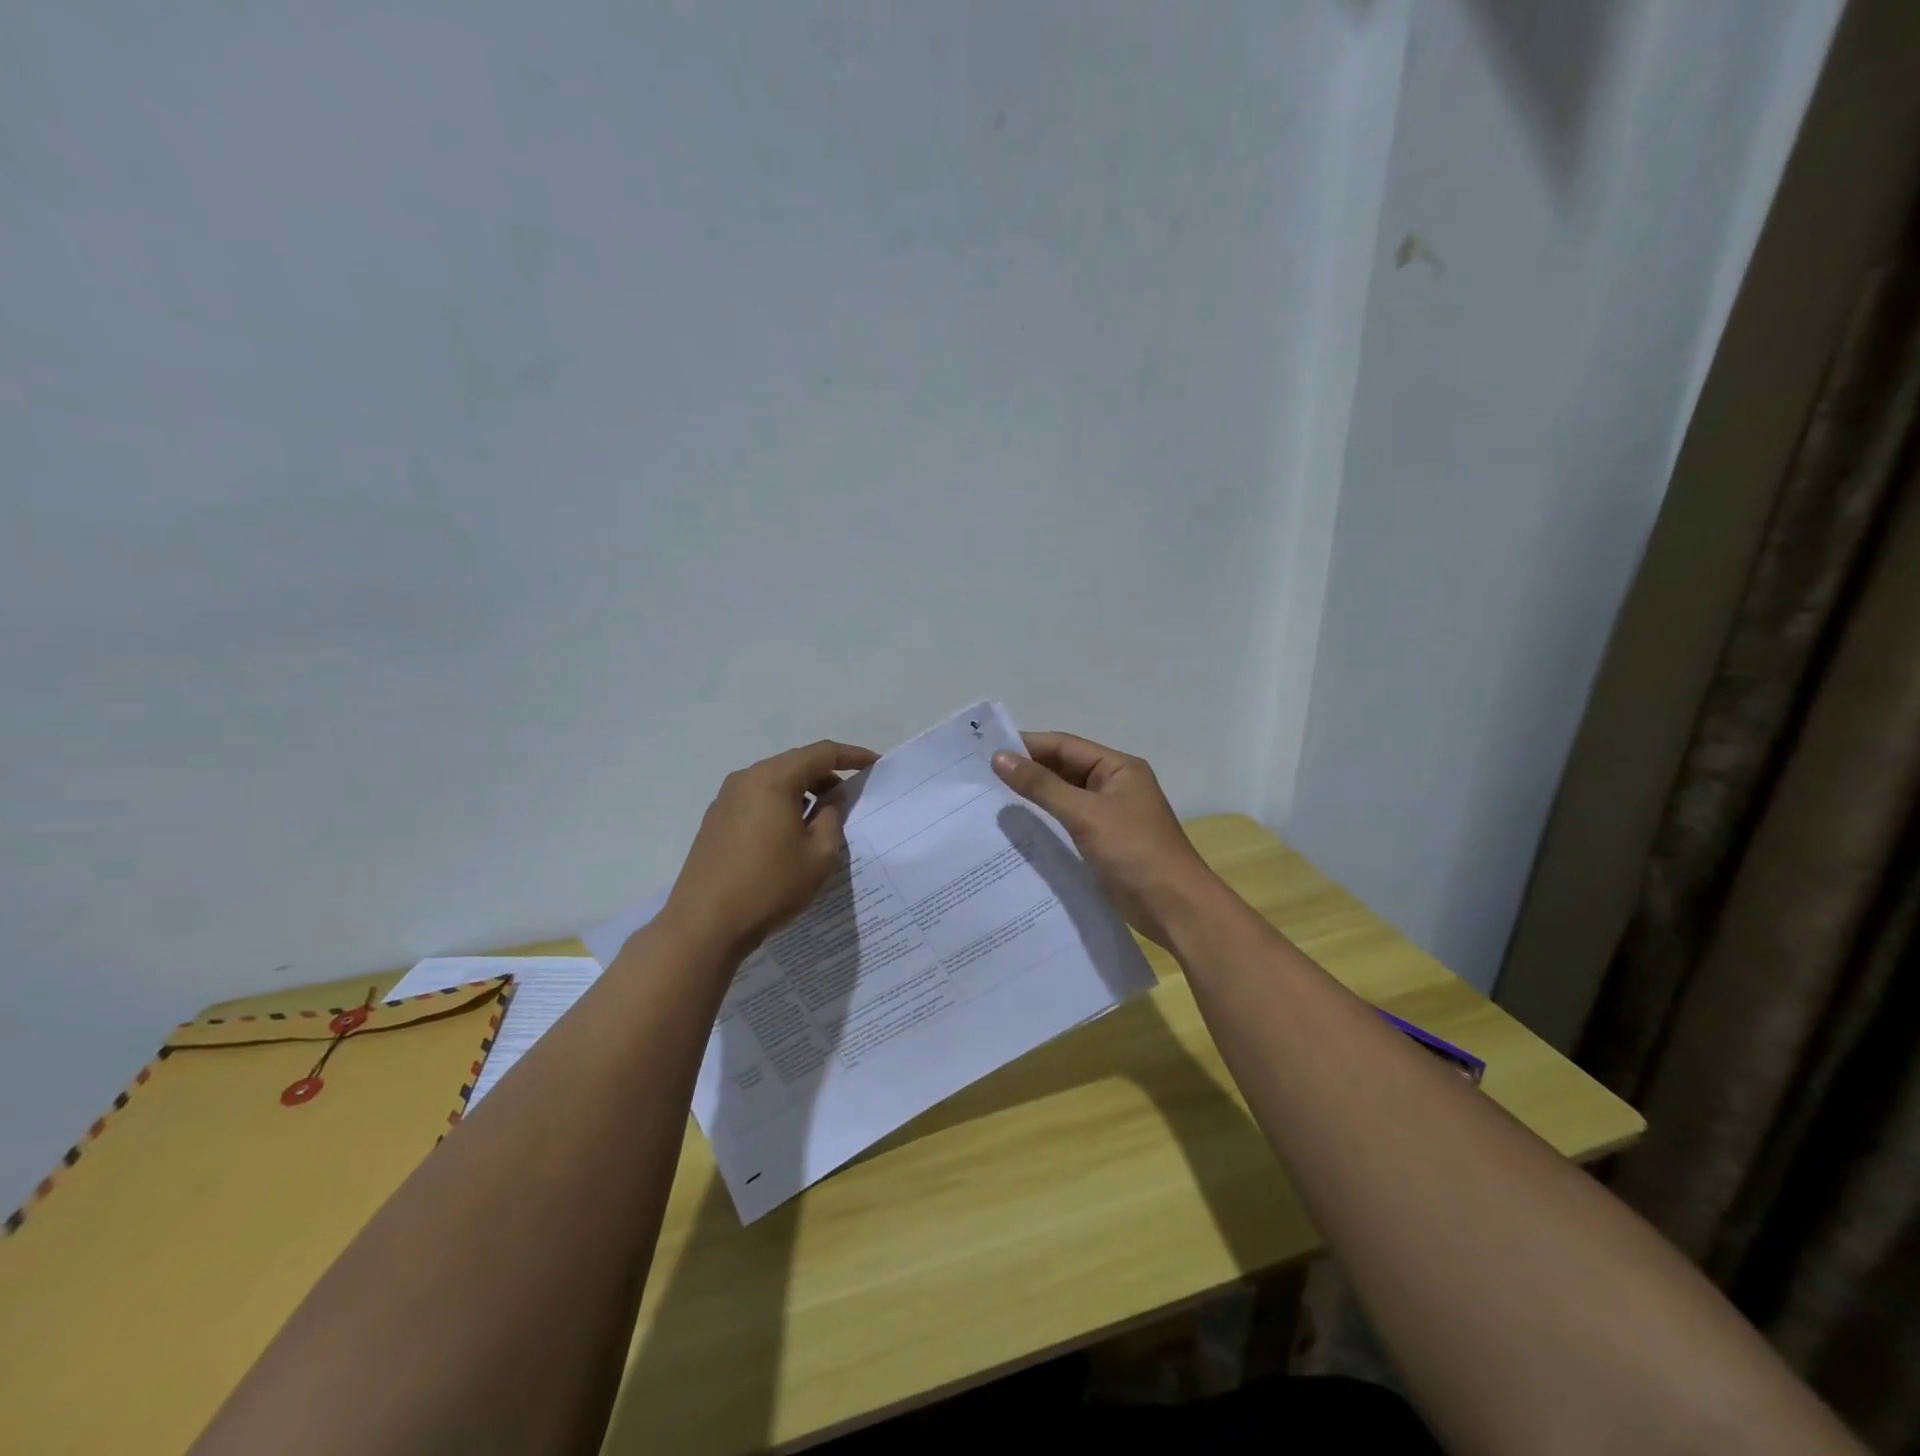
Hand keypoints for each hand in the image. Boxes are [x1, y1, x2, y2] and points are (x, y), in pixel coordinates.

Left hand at [660, 739, 879, 957]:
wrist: (704, 924)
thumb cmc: (770, 885)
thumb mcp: (818, 854)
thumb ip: (832, 816)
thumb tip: (830, 798)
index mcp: (773, 779)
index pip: (821, 753)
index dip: (852, 755)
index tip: (875, 763)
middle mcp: (746, 779)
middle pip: (795, 763)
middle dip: (826, 774)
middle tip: (851, 795)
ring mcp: (725, 799)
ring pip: (774, 781)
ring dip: (802, 791)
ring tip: (823, 816)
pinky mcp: (715, 820)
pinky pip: (757, 799)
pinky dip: (780, 804)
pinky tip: (790, 832)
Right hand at [991, 731, 1220, 949]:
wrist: (1176, 909)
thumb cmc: (1135, 852)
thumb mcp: (1086, 814)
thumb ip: (1042, 786)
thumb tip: (999, 758)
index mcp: (1118, 768)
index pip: (1064, 745)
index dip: (1027, 745)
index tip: (986, 751)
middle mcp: (1114, 785)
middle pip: (1064, 768)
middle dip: (1027, 770)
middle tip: (981, 776)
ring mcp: (1110, 815)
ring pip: (1064, 796)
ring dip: (1034, 796)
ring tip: (991, 799)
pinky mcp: (1104, 843)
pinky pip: (1068, 822)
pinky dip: (1045, 821)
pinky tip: (1018, 828)